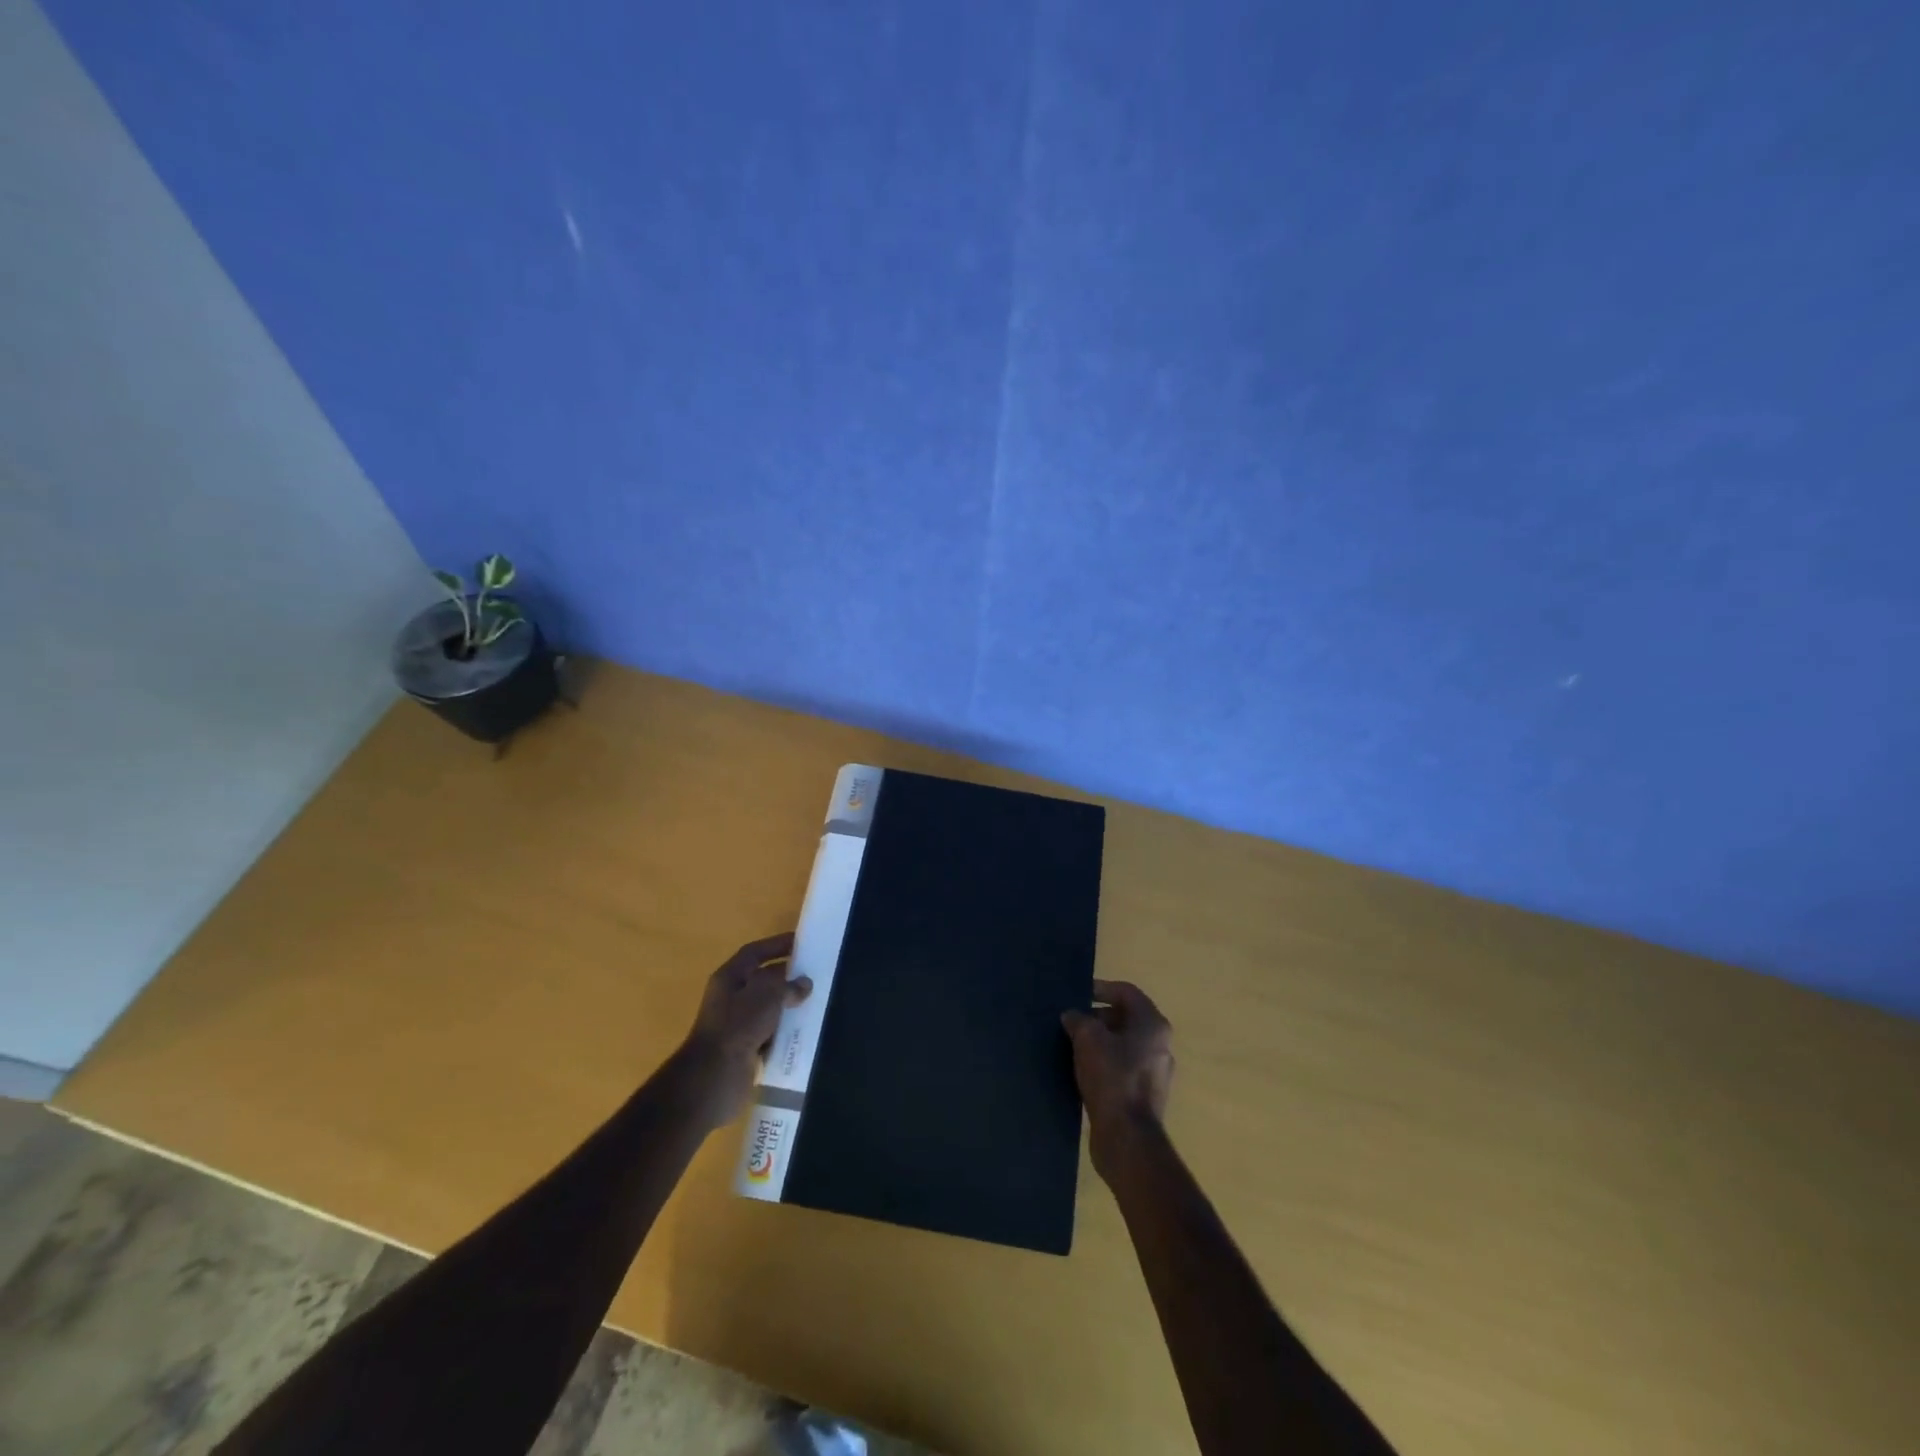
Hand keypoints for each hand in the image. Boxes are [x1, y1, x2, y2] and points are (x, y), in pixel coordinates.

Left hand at [677, 933, 810, 1131]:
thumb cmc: (738, 1025)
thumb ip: (788, 985)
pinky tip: (805, 1031)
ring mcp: (737, 1024)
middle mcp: (731, 998)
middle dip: (787, 977)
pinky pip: (770, 1033)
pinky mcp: (745, 1048)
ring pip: (768, 1008)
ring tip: (816, 1002)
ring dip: (788, 1006)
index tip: (802, 942)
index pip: (755, 952)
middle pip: (763, 979)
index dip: (776, 944)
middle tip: (815, 974)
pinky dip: (785, 1031)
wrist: (715, 1076)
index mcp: (729, 977)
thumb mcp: (767, 995)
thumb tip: (804, 984)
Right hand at [1062, 980, 1174, 1180]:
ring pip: (1123, 1045)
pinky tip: (1081, 1071)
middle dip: (1096, 1017)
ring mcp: (1154, 1072)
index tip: (1077, 995)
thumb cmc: (1112, 1077)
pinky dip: (1103, 1063)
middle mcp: (1159, 1044)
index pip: (1126, 992)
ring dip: (1098, 1042)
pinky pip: (1122, 1068)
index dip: (1101, 988)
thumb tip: (1072, 1016)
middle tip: (1070, 1022)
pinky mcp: (1144, 1095)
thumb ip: (1079, 1020)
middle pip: (1125, 1018)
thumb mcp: (1088, 1039)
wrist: (1127, 1138)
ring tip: (1071, 1045)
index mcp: (1152, 1024)